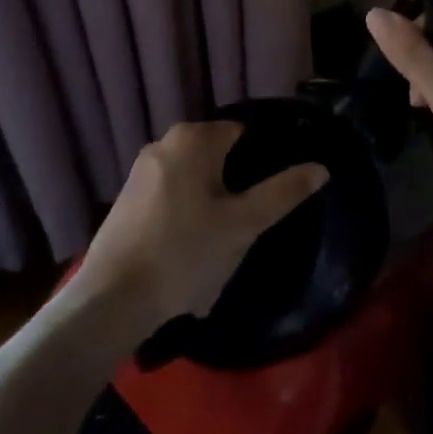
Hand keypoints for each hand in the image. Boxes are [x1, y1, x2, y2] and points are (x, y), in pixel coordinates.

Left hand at [76, 121, 328, 326]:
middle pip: (216, 156)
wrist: (111, 300)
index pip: (242, 133)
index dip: (261, 161)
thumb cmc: (185, 253)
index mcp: (193, 138)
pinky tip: (189, 252)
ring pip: (193, 180)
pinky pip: (169, 197)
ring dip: (210, 205)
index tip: (270, 194)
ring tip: (220, 244)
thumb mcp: (243, 225)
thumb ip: (283, 193)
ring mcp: (140, 171)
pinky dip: (184, 216)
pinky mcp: (126, 199)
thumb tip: (321, 167)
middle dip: (234, 186)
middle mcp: (164, 142)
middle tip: (247, 224)